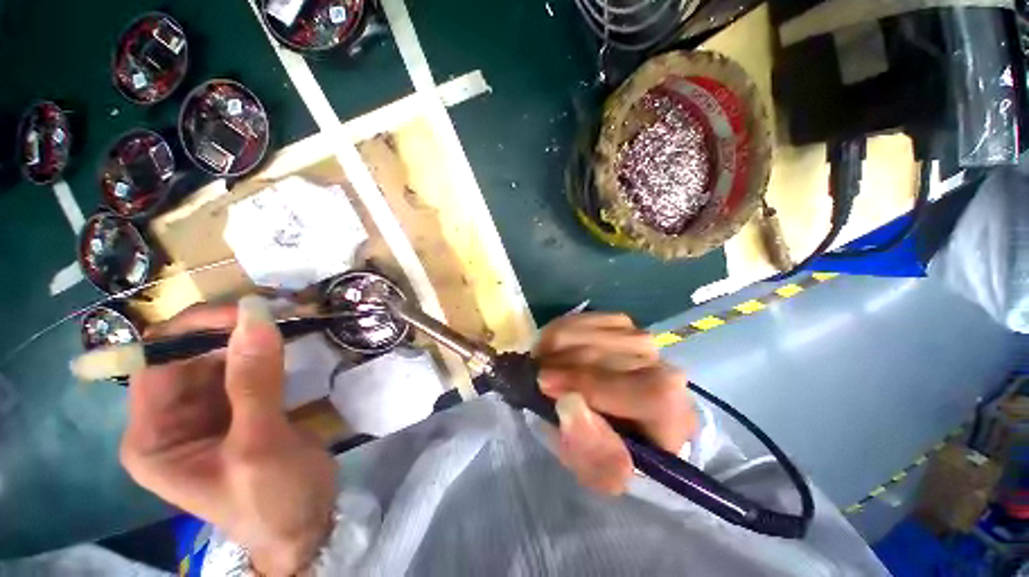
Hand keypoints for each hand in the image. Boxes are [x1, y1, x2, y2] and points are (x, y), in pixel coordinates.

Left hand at [119, 297, 336, 576]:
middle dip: (227, 329)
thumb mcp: (259, 446)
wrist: (306, 524)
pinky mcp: (239, 406)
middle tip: (277, 312)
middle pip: (186, 354)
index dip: (194, 329)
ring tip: (289, 319)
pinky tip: (289, 339)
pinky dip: (267, 350)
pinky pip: (245, 366)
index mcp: (153, 437)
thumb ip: (254, 381)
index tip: (248, 312)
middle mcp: (170, 419)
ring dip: (251, 336)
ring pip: (218, 356)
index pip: (155, 362)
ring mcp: (206, 411)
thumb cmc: (272, 500)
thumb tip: (256, 315)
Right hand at [536, 313, 696, 495]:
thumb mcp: (602, 473)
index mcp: (673, 413)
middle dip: (561, 363)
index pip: (646, 391)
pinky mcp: (621, 324)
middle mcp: (665, 367)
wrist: (622, 421)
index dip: (590, 384)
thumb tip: (568, 404)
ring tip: (541, 363)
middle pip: (608, 354)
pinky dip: (560, 331)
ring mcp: (641, 340)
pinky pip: (584, 319)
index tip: (544, 384)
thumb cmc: (614, 451)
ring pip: (591, 332)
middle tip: (533, 376)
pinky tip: (552, 348)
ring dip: (555, 346)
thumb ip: (591, 450)